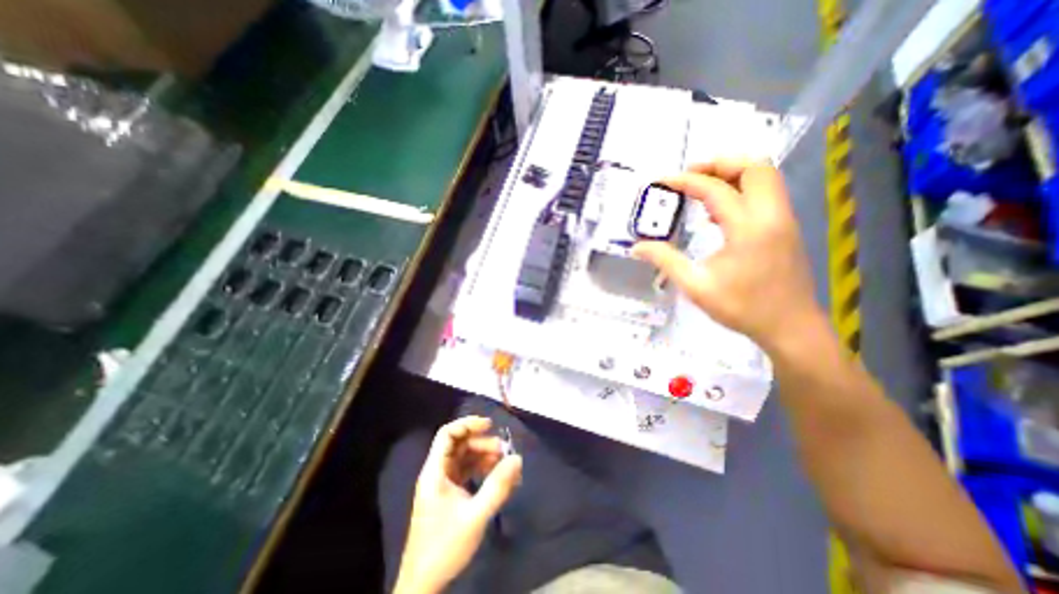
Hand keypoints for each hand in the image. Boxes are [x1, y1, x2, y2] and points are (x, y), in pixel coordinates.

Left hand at [395, 419, 521, 592]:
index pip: (447, 434)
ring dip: (484, 457)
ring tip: (505, 465)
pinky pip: (467, 473)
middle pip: (459, 445)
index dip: (468, 424)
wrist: (423, 586)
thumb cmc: (444, 547)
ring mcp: (442, 484)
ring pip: (465, 459)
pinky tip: (497, 478)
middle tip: (504, 452)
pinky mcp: (449, 495)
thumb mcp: (476, 515)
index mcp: (435, 471)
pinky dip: (482, 471)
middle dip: (483, 444)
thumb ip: (497, 486)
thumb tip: (517, 459)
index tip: (490, 425)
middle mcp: (437, 473)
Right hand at [626, 161, 825, 350]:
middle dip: (720, 163)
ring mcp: (783, 220)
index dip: (687, 181)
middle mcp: (771, 215)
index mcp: (748, 229)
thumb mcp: (696, 286)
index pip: (716, 190)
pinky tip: (719, 212)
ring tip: (701, 188)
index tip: (662, 181)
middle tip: (689, 175)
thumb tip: (638, 247)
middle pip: (755, 167)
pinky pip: (766, 194)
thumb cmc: (742, 308)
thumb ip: (666, 261)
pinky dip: (742, 189)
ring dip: (733, 174)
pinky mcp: (785, 228)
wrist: (790, 327)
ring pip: (765, 177)